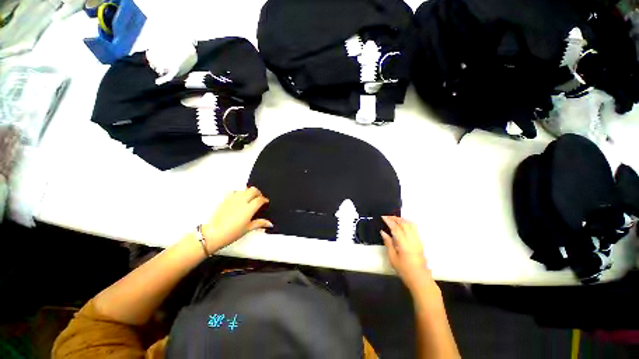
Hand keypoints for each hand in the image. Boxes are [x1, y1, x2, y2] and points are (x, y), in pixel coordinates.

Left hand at [201, 187, 272, 250]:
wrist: (213, 234)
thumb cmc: (231, 233)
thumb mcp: (248, 229)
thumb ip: (260, 223)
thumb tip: (269, 224)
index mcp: (249, 208)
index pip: (260, 199)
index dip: (265, 200)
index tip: (265, 202)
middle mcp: (242, 201)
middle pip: (253, 190)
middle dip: (258, 193)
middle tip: (259, 198)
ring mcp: (232, 199)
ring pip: (244, 189)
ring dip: (248, 192)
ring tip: (249, 198)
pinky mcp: (225, 200)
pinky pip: (233, 191)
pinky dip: (238, 193)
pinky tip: (237, 198)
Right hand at [381, 216, 435, 293]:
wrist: (420, 279)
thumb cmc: (404, 270)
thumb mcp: (392, 258)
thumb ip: (388, 243)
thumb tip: (383, 232)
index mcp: (404, 244)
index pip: (396, 228)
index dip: (389, 221)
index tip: (383, 217)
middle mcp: (412, 240)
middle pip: (404, 224)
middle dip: (395, 218)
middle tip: (387, 217)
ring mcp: (418, 240)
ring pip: (411, 224)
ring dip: (402, 220)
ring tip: (394, 219)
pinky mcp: (420, 242)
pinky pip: (414, 228)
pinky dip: (407, 223)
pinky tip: (402, 225)